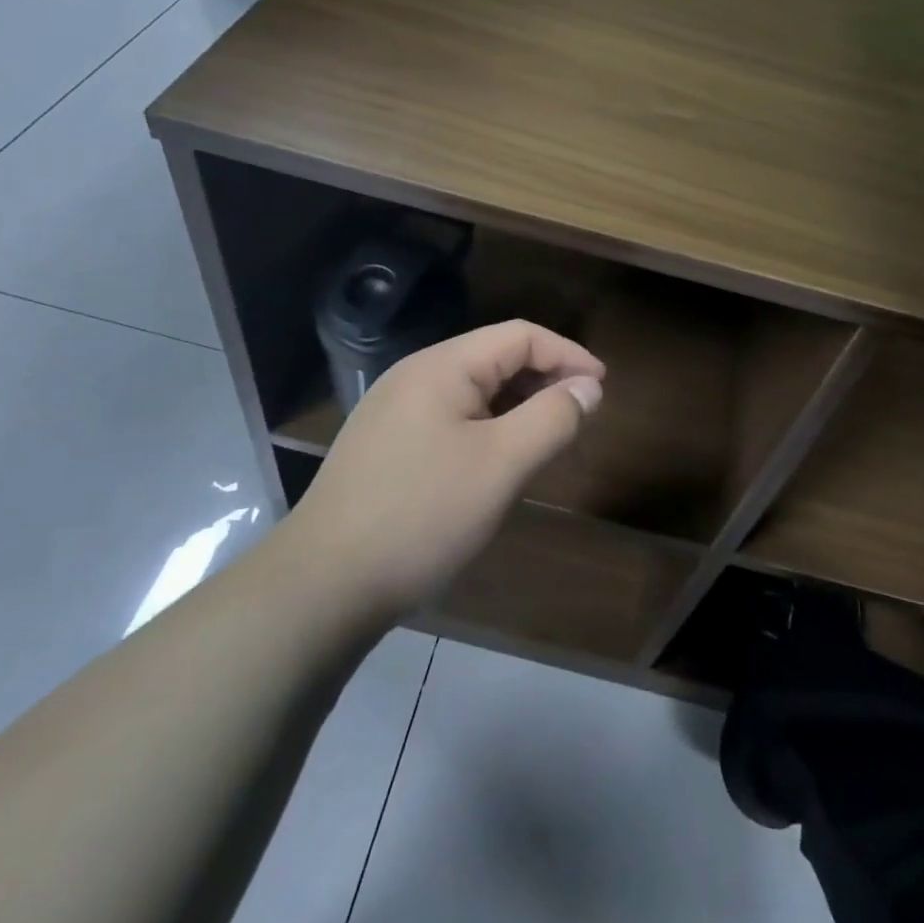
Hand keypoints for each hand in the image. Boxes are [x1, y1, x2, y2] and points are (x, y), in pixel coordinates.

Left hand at [285, 320, 605, 620]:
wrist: (322, 586)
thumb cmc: (422, 516)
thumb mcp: (501, 465)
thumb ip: (552, 418)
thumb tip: (588, 388)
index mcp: (442, 366)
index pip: (520, 336)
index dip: (568, 354)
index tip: (602, 387)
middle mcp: (415, 375)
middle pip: (495, 357)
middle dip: (544, 378)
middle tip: (580, 414)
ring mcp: (394, 409)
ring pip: (473, 390)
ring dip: (517, 404)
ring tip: (546, 436)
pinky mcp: (385, 444)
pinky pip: (450, 417)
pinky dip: (487, 425)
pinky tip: (497, 459)